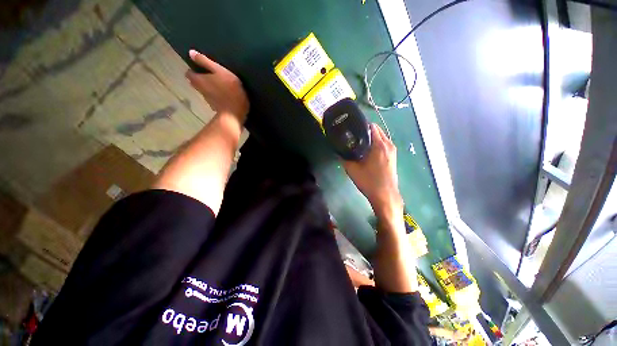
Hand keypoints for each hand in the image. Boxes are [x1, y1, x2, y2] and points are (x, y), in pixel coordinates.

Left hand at [186, 49, 249, 122]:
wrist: (235, 114)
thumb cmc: (229, 91)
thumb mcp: (220, 71)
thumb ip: (205, 62)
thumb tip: (190, 52)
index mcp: (198, 80)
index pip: (189, 73)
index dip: (194, 69)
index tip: (201, 68)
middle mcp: (200, 90)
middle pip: (196, 82)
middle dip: (201, 78)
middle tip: (211, 75)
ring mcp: (208, 100)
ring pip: (205, 91)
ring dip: (210, 87)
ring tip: (220, 84)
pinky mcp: (217, 108)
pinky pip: (214, 98)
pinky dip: (217, 96)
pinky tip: (226, 95)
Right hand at [343, 123, 402, 219]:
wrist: (385, 195)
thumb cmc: (369, 182)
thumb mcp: (352, 170)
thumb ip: (344, 159)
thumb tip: (339, 152)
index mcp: (379, 145)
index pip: (372, 127)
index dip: (362, 125)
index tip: (352, 128)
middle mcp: (388, 145)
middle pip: (378, 130)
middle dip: (366, 130)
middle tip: (354, 135)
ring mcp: (393, 151)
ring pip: (382, 137)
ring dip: (372, 137)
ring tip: (360, 142)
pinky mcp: (393, 157)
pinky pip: (384, 144)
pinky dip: (377, 143)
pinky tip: (368, 151)